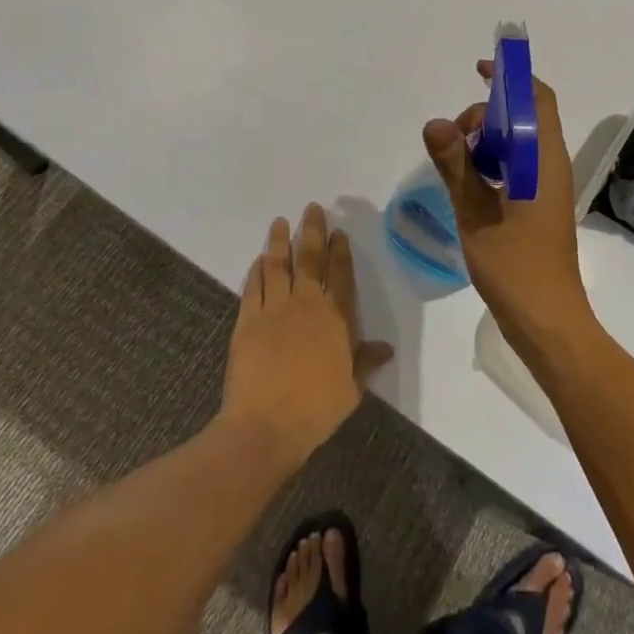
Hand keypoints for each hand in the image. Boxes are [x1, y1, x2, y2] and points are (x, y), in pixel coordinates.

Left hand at [222, 205, 392, 470]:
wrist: (265, 426)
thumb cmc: (315, 409)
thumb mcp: (351, 389)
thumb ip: (366, 362)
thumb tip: (386, 348)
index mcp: (336, 318)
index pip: (340, 274)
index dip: (339, 251)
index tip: (338, 231)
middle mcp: (307, 304)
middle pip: (309, 259)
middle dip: (311, 231)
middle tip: (312, 208)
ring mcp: (274, 309)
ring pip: (278, 265)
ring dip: (279, 242)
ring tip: (280, 222)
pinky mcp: (248, 320)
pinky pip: (253, 287)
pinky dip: (256, 271)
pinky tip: (258, 260)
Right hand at [423, 61, 592, 350]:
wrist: (548, 323)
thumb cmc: (515, 268)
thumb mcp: (476, 214)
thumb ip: (455, 166)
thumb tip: (435, 122)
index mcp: (544, 159)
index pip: (537, 97)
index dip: (511, 77)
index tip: (479, 71)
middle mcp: (551, 164)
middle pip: (524, 116)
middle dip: (487, 114)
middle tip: (454, 139)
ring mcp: (547, 186)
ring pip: (518, 142)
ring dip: (488, 139)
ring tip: (458, 161)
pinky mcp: (540, 204)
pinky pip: (517, 165)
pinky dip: (493, 162)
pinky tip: (469, 183)